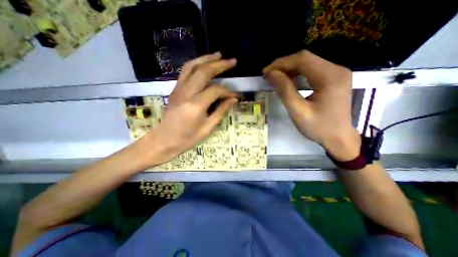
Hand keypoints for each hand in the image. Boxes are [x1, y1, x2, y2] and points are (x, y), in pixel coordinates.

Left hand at [145, 52, 239, 162]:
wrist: (164, 140)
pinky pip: (185, 71)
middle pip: (204, 72)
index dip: (227, 92)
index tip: (235, 96)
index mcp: (195, 106)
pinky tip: (204, 63)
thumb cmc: (187, 138)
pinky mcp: (175, 89)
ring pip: (192, 66)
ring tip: (219, 55)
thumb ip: (221, 111)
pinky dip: (196, 64)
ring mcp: (178, 89)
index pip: (216, 91)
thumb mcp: (207, 128)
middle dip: (220, 65)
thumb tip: (233, 99)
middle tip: (232, 61)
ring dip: (206, 59)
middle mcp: (186, 93)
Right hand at [265, 49, 360, 159]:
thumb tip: (271, 74)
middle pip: (305, 59)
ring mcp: (336, 73)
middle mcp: (336, 70)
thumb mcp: (298, 111)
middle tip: (268, 75)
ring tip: (275, 78)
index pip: (302, 60)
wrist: (338, 138)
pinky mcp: (333, 78)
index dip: (281, 63)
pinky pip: (311, 70)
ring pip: (308, 63)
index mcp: (330, 77)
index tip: (266, 72)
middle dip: (284, 65)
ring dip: (289, 69)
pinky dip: (296, 73)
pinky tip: (288, 80)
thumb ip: (285, 91)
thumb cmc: (318, 127)